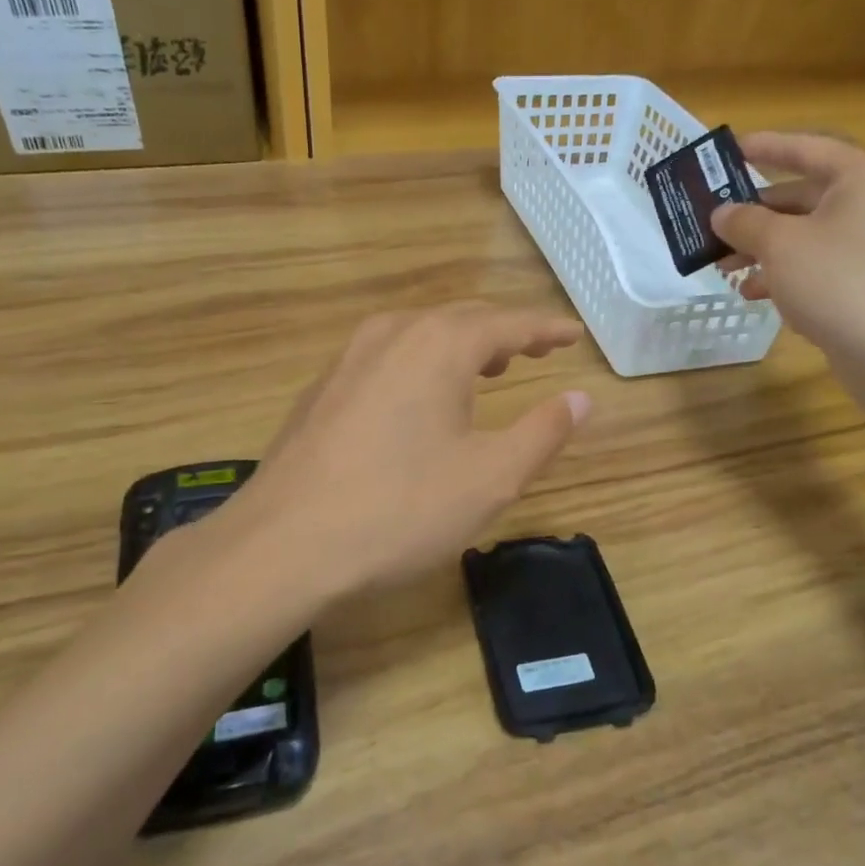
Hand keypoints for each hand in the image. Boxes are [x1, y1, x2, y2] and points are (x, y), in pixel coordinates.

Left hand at [221, 305, 589, 598]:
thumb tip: (581, 398)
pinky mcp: (322, 390)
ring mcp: (348, 359)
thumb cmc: (401, 510)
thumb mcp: (491, 478)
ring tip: (486, 369)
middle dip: (504, 333)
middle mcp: (392, 334)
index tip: (572, 335)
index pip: (509, 323)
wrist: (283, 546)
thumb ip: (542, 432)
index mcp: (440, 345)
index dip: (546, 329)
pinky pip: (387, 358)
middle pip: (461, 319)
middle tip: (535, 352)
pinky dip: (420, 364)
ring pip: (419, 335)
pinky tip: (420, 398)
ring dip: (460, 346)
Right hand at [711, 132, 864, 359]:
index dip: (764, 147)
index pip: (805, 149)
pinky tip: (751, 292)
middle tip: (712, 223)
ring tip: (723, 267)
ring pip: (802, 234)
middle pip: (799, 196)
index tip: (729, 150)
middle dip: (753, 214)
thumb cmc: (835, 280)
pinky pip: (813, 264)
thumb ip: (744, 222)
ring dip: (760, 248)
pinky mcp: (862, 279)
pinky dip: (781, 273)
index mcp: (860, 176)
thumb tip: (721, 213)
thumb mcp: (779, 244)